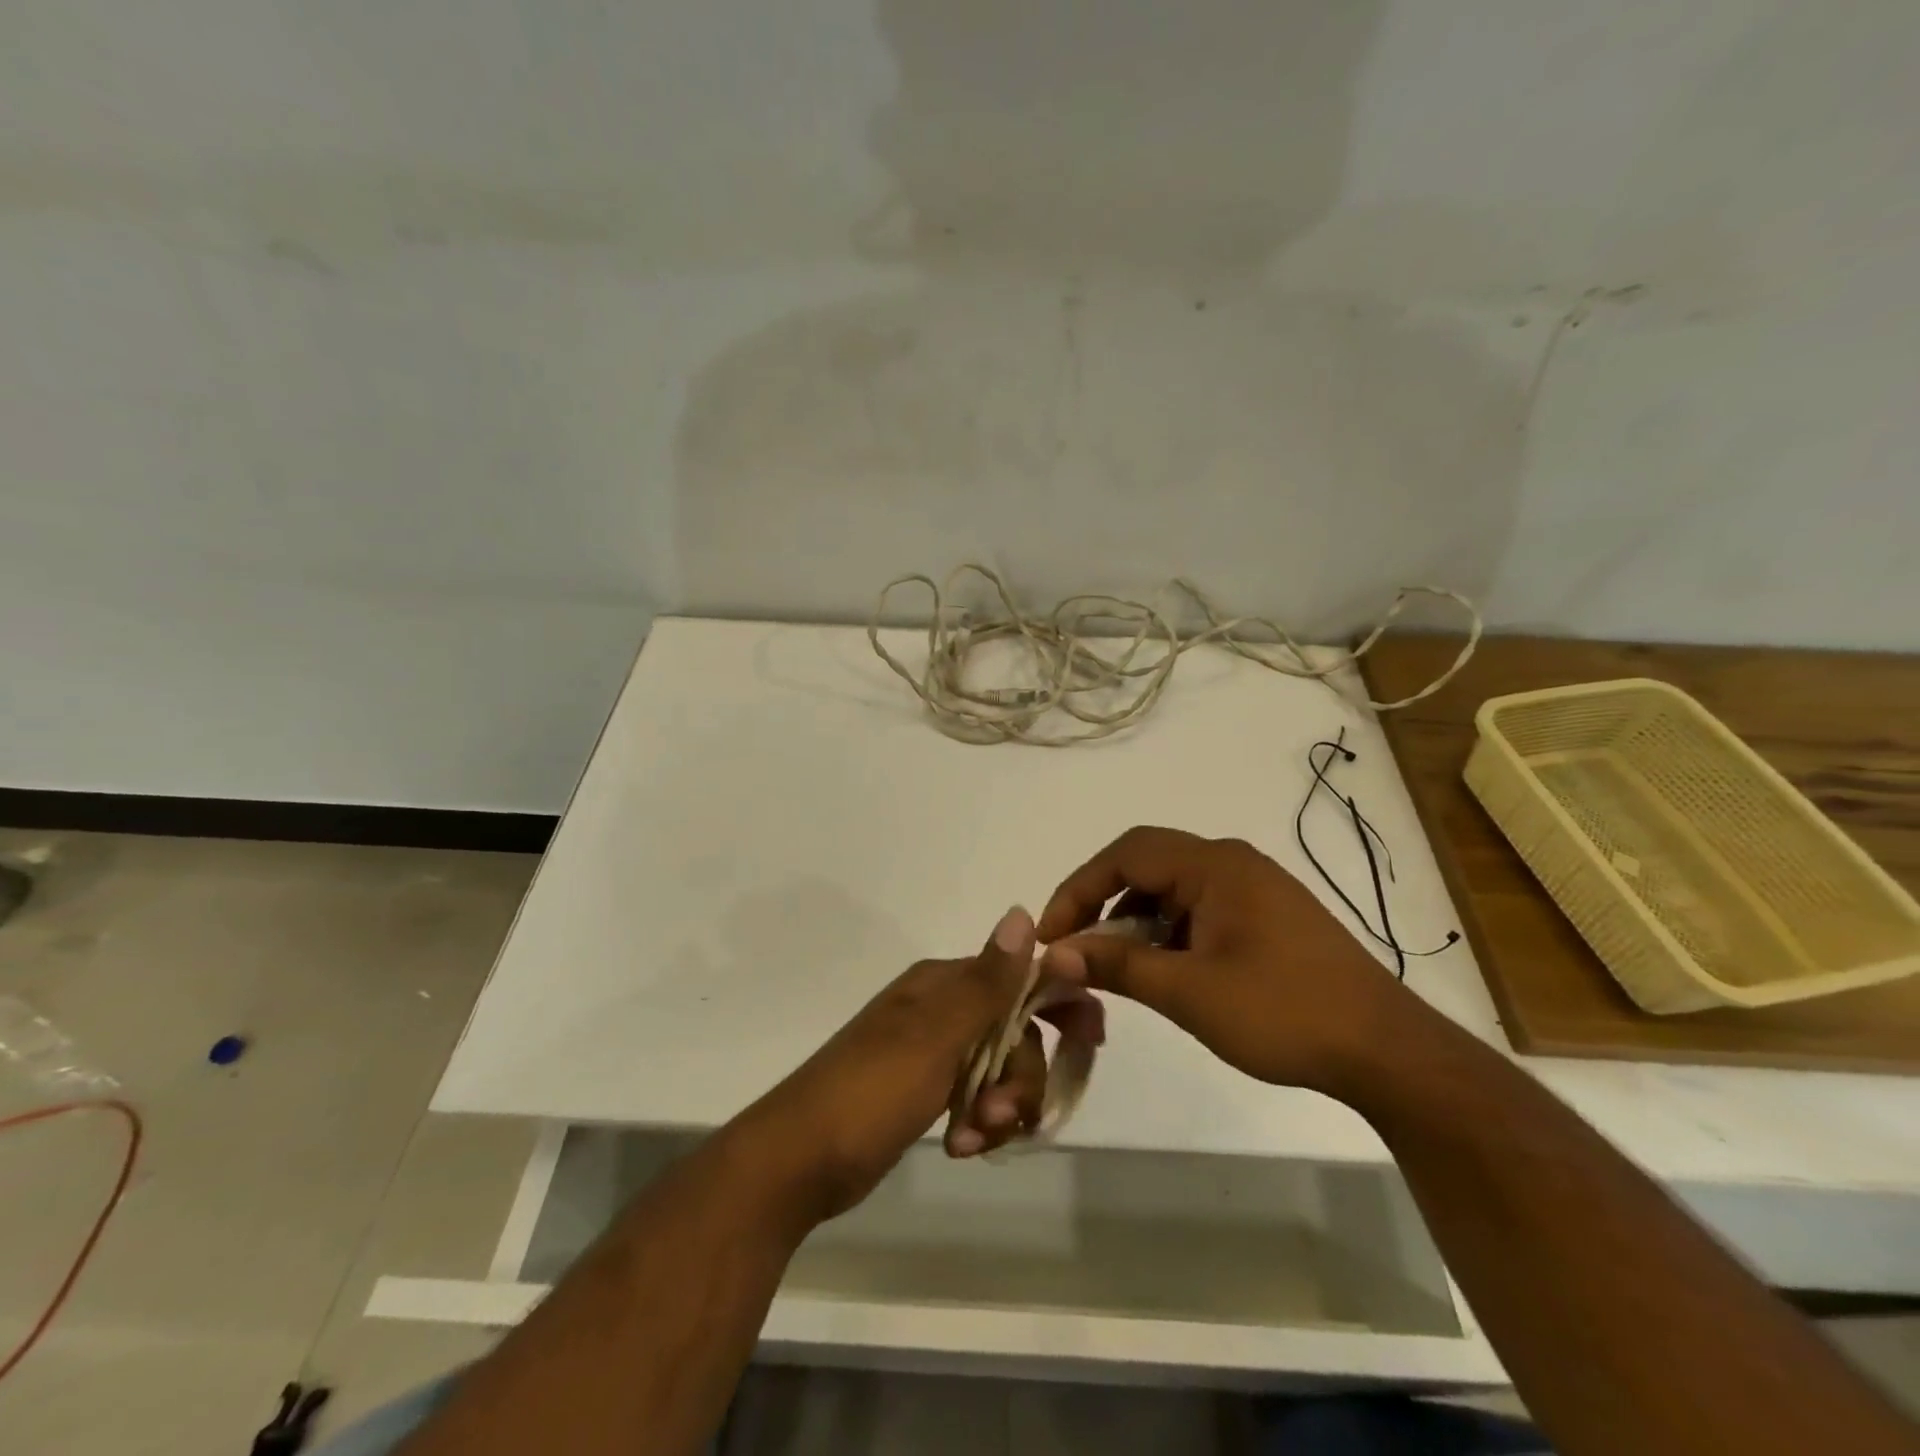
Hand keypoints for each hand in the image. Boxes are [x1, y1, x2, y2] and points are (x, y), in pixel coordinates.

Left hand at [747, 905, 1095, 1221]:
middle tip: (1008, 1115)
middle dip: (1023, 1075)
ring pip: (999, 1070)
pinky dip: (978, 1123)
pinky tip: (960, 1148)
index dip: (1058, 1006)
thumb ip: (987, 982)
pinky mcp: (923, 1091)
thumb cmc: (869, 1092)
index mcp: (942, 985)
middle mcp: (940, 1009)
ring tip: (975, 1139)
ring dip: (1001, 1107)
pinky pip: (975, 1098)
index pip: (1020, 980)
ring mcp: (930, 1052)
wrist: (796, 1162)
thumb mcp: (936, 1037)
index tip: (1089, 1043)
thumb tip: (1024, 912)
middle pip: (1015, 1032)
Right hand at [1037, 826, 1415, 1097]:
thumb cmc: (1285, 1012)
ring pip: (1171, 889)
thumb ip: (1118, 966)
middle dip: (1101, 902)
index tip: (1050, 935)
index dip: (1079, 888)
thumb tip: (1054, 956)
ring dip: (1133, 921)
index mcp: (1215, 865)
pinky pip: (1198, 909)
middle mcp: (1232, 862)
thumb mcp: (1190, 992)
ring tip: (1114, 966)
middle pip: (1146, 864)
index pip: (1126, 853)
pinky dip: (1166, 933)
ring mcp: (1253, 888)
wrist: (1386, 1051)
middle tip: (1073, 947)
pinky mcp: (1265, 916)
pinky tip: (1161, 970)